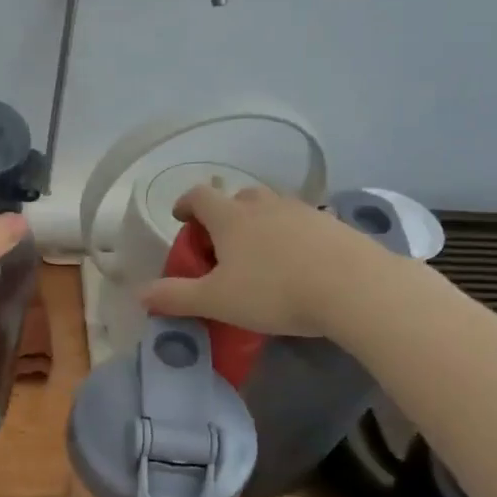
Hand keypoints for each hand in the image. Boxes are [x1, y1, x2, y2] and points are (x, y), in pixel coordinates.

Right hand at [140, 184, 397, 337]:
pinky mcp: (334, 226)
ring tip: (260, 257)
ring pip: (272, 209)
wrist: (356, 288)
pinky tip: (297, 265)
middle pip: (237, 198)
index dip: (186, 204)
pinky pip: (302, 224)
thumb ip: (176, 297)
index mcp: (230, 217)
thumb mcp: (216, 301)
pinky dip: (291, 237)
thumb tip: (140, 294)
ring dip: (259, 225)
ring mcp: (303, 211)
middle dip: (224, 216)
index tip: (181, 219)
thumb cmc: (275, 291)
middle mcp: (265, 205)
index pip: (199, 195)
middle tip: (222, 245)